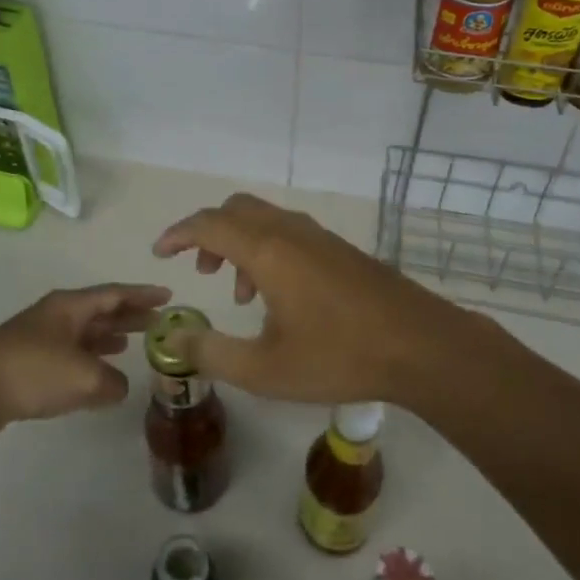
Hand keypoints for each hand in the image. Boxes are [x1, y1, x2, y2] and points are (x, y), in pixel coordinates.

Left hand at [0, 283, 170, 442]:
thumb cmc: (31, 372)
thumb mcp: (84, 377)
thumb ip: (112, 381)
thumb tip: (117, 386)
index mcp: (70, 306)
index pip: (115, 294)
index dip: (143, 295)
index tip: (168, 295)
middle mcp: (57, 316)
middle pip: (101, 310)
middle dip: (129, 315)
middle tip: (158, 321)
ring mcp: (40, 338)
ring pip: (85, 333)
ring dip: (110, 337)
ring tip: (133, 343)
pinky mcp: (28, 364)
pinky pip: (70, 355)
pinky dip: (90, 359)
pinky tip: (98, 373)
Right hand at [151, 193, 455, 404]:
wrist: (420, 344)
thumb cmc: (339, 356)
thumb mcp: (265, 370)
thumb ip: (212, 354)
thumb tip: (174, 338)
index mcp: (268, 250)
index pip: (209, 224)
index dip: (178, 234)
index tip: (159, 253)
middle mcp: (290, 231)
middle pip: (235, 209)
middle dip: (208, 234)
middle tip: (200, 272)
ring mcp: (318, 236)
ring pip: (263, 219)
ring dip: (239, 243)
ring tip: (239, 295)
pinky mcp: (338, 248)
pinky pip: (287, 231)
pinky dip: (266, 249)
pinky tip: (278, 297)